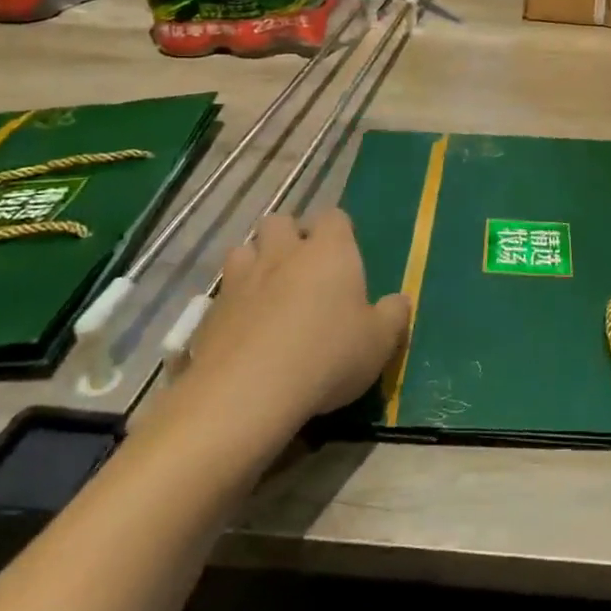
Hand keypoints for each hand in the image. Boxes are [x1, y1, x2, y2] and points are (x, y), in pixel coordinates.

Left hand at [183, 210, 410, 430]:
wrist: (248, 393)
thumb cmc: (328, 356)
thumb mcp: (379, 342)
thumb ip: (393, 316)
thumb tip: (400, 300)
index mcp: (329, 251)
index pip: (334, 217)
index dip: (339, 231)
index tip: (345, 253)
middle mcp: (283, 253)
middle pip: (280, 221)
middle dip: (289, 236)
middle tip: (302, 267)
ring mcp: (241, 279)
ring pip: (244, 249)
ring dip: (255, 262)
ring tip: (268, 291)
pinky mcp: (210, 311)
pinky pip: (222, 292)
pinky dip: (233, 302)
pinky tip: (244, 330)